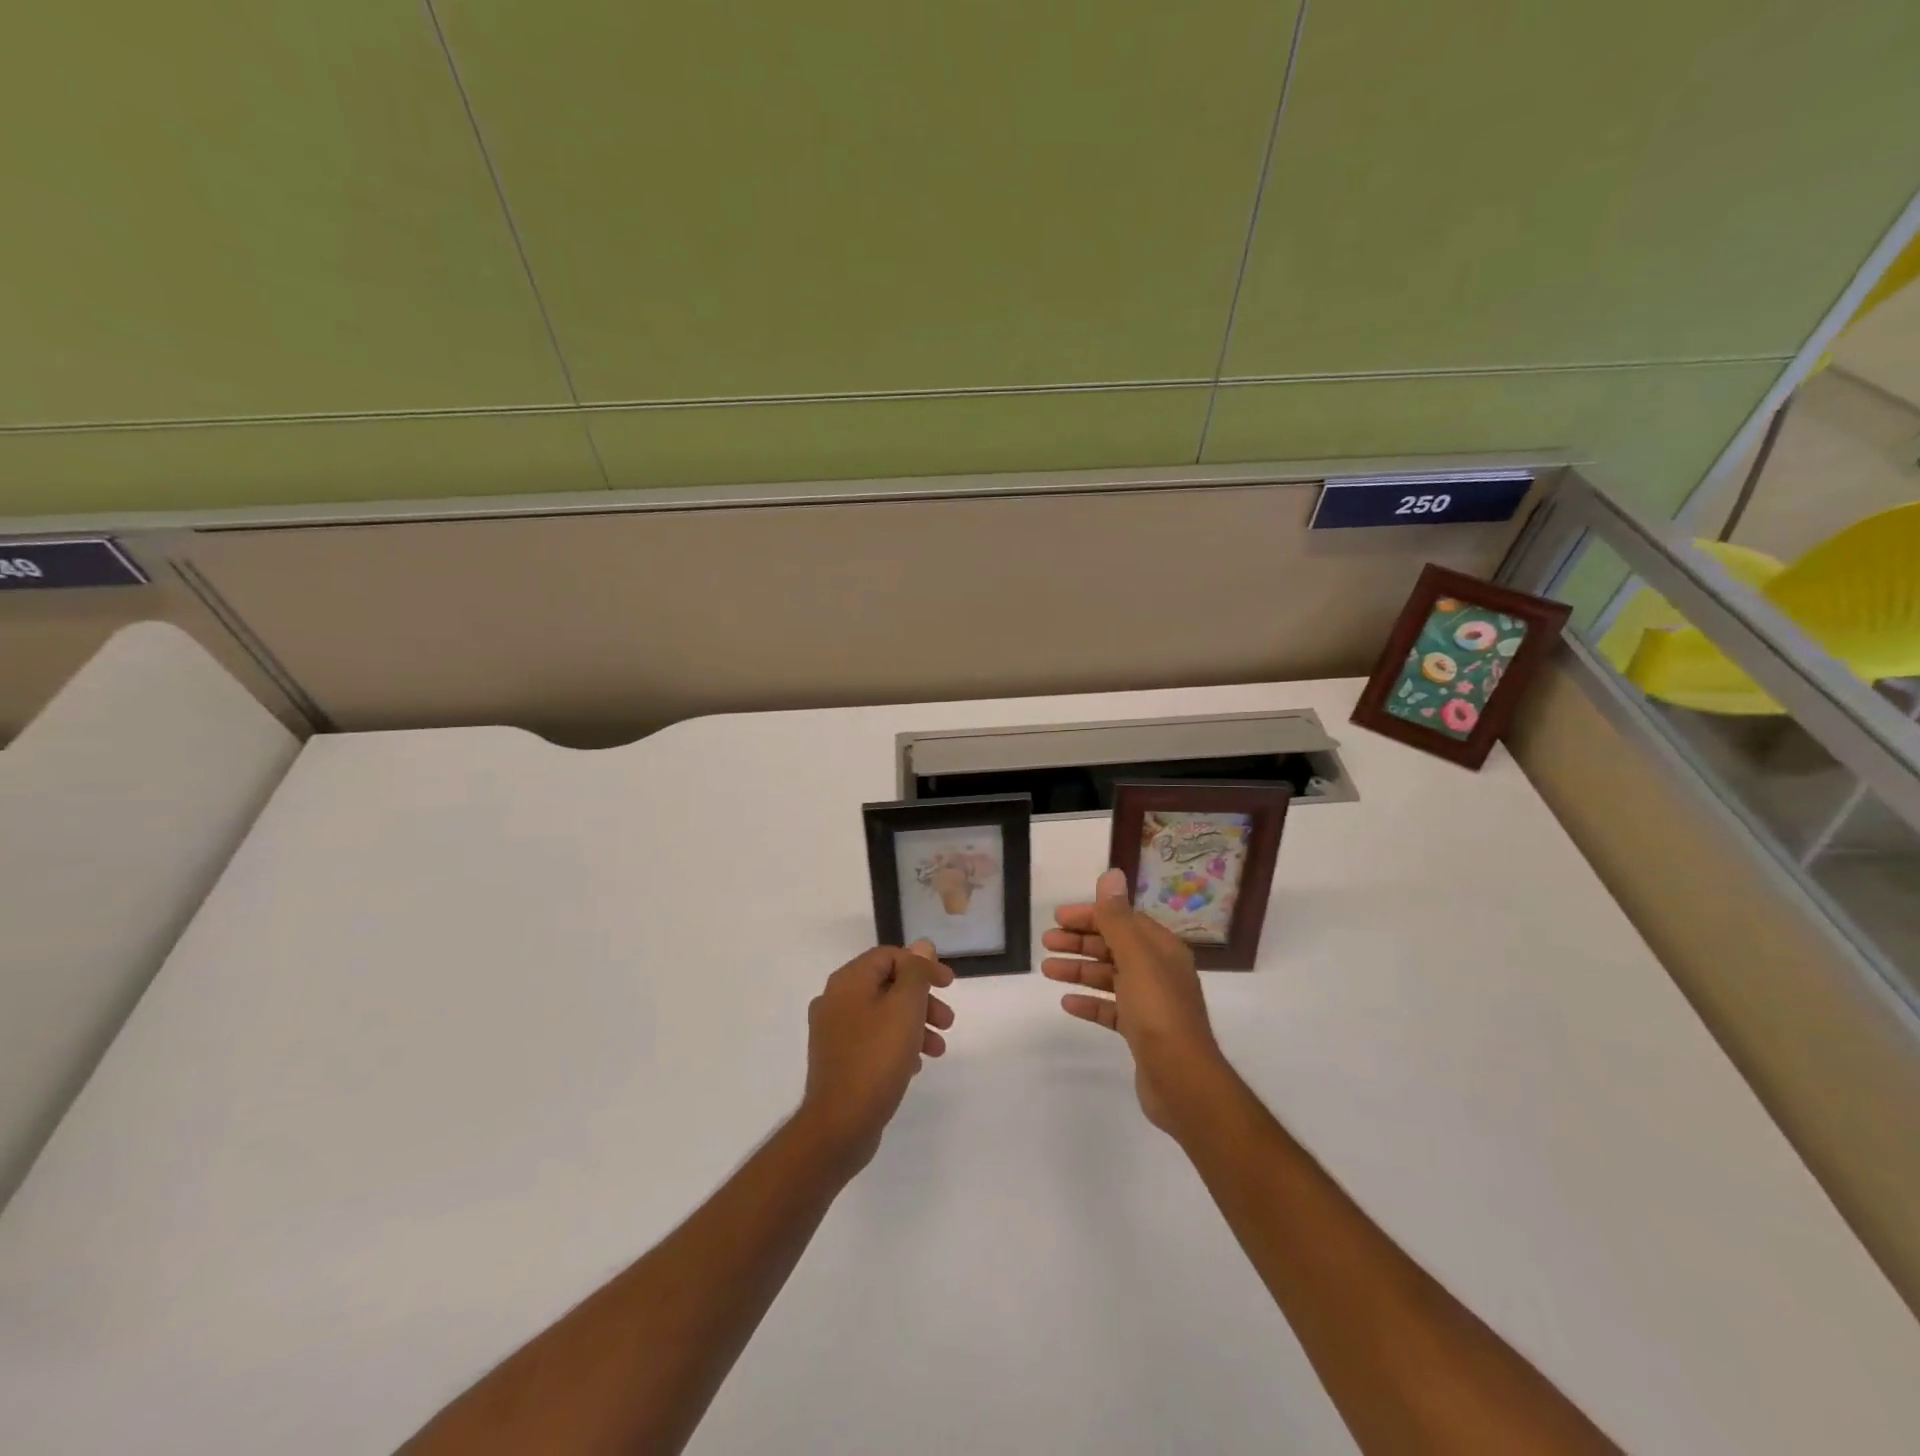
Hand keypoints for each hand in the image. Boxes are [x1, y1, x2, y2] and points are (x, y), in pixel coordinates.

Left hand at [799, 941, 955, 1174]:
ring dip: (914, 1024)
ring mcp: (833, 1032)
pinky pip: (873, 1040)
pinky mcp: (837, 1060)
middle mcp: (835, 1000)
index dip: (922, 966)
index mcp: (847, 982)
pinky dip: (897, 1044)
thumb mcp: (905, 1007)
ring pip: (882, 1015)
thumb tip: (921, 946)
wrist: (840, 1124)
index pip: (889, 956)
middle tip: (948, 1021)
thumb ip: (916, 972)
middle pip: (887, 985)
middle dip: (922, 1000)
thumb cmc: (876, 1057)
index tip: (950, 986)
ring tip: (938, 1049)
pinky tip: (914, 1065)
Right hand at [1043, 868, 1227, 1132]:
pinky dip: (1090, 1002)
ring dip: (1079, 969)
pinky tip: (1067, 1003)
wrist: (1182, 1080)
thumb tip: (1111, 874)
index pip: (1123, 920)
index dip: (1091, 916)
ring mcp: (1150, 1003)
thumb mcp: (1136, 957)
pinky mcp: (1141, 1032)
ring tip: (1047, 970)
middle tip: (1047, 942)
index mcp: (1162, 949)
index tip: (1058, 918)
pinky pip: (1110, 1009)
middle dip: (1080, 942)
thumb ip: (1118, 918)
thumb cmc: (1158, 1011)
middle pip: (1114, 947)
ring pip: (1109, 977)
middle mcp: (1159, 971)